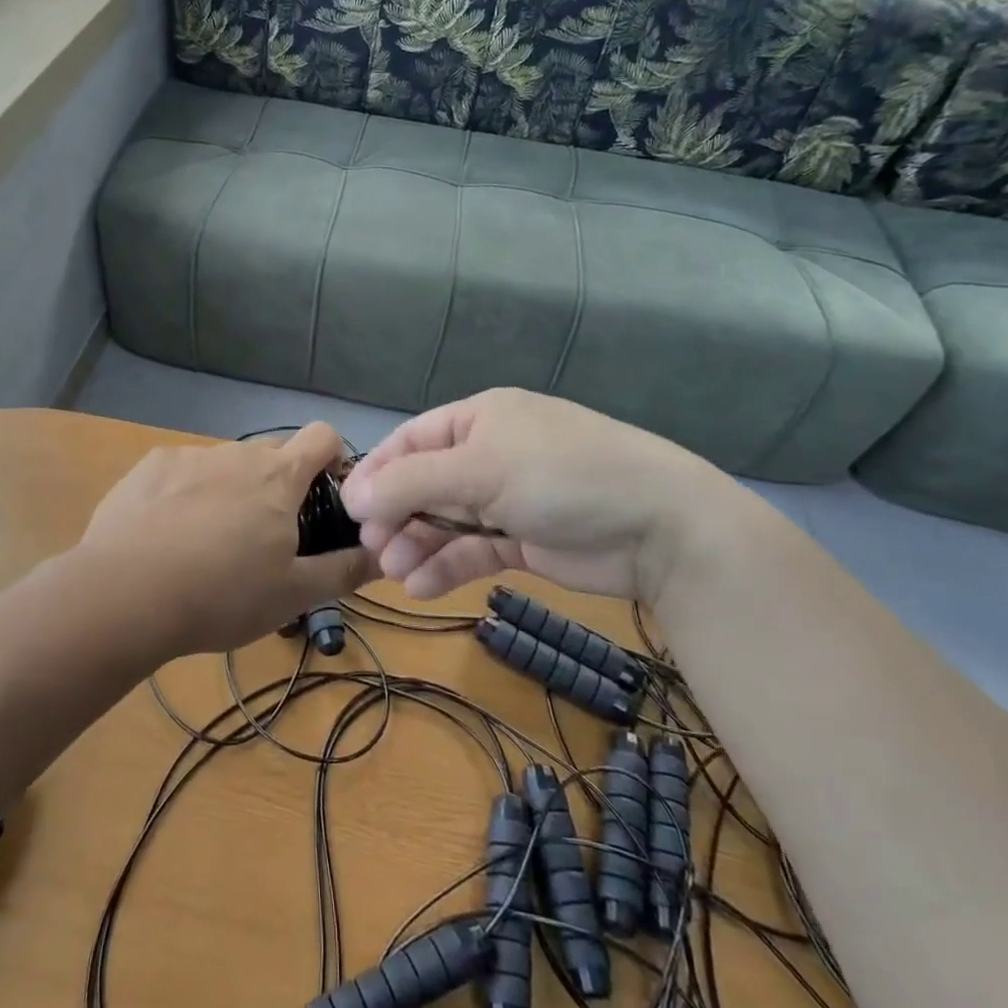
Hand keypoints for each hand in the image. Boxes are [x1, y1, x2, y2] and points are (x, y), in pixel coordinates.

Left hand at [78, 424, 371, 656]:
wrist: (125, 593)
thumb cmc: (222, 594)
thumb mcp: (293, 594)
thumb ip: (344, 570)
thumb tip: (385, 555)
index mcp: (278, 477)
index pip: (323, 435)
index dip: (334, 456)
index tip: (327, 493)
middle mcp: (237, 453)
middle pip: (273, 453)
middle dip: (280, 483)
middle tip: (268, 536)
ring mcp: (190, 456)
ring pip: (226, 465)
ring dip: (231, 491)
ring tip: (209, 545)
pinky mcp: (150, 467)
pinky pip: (182, 472)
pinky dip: (186, 494)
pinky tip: (167, 536)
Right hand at [341, 389, 732, 602]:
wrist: (658, 526)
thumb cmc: (560, 475)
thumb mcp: (479, 469)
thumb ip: (411, 483)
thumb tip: (354, 497)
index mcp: (478, 420)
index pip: (412, 441)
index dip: (379, 472)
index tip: (349, 508)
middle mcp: (489, 454)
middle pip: (424, 483)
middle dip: (396, 515)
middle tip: (373, 548)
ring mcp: (507, 498)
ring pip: (445, 521)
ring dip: (416, 544)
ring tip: (394, 573)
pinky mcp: (523, 539)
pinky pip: (472, 550)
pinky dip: (446, 566)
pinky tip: (420, 587)